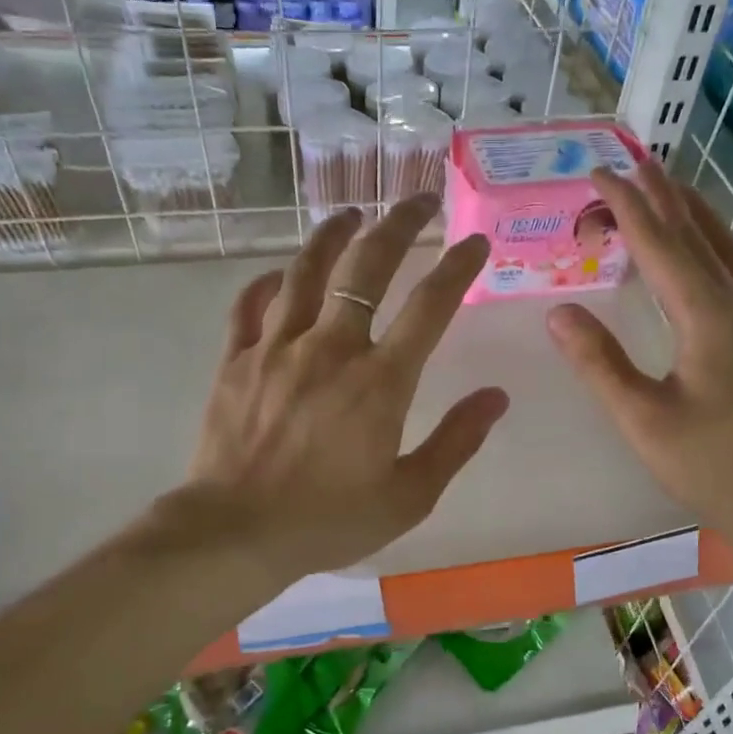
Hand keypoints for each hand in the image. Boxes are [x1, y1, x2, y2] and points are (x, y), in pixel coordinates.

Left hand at [179, 195, 508, 583]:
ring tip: (352, 214)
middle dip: (399, 224)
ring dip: (334, 234)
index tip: (474, 242)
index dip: (457, 267)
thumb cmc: (329, 520)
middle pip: (368, 265)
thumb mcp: (409, 495)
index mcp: (381, 381)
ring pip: (307, 270)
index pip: (430, 306)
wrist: (235, 533)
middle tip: (419, 200)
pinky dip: (271, 281)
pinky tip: (282, 274)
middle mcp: (331, 348)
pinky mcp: (236, 360)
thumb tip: (496, 397)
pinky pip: (252, 304)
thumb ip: (456, 442)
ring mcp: (277, 348)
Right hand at [546, 159, 732, 534]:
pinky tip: (706, 257)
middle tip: (634, 162)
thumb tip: (558, 312)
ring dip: (694, 214)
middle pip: (697, 235)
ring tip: (671, 191)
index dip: (627, 206)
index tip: (598, 173)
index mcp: (705, 316)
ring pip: (724, 249)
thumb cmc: (709, 463)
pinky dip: (713, 245)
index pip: (660, 245)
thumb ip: (599, 363)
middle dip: (662, 196)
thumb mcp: (641, 417)